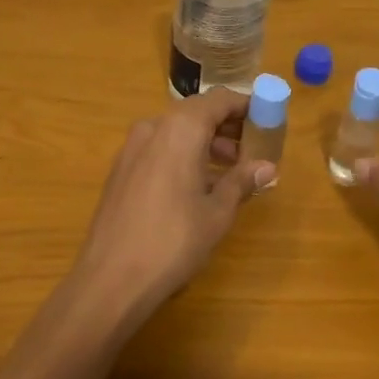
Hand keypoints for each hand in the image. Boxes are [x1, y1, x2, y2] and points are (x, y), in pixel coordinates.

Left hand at [74, 89, 275, 314]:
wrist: (110, 279)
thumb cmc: (173, 241)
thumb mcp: (217, 212)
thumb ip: (241, 181)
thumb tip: (267, 167)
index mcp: (181, 129)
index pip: (220, 100)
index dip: (246, 107)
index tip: (267, 121)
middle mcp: (154, 127)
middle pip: (196, 113)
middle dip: (226, 127)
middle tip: (252, 150)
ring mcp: (132, 148)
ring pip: (176, 131)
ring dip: (205, 143)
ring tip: (229, 171)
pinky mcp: (120, 169)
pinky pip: (159, 149)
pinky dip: (182, 155)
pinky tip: (197, 186)